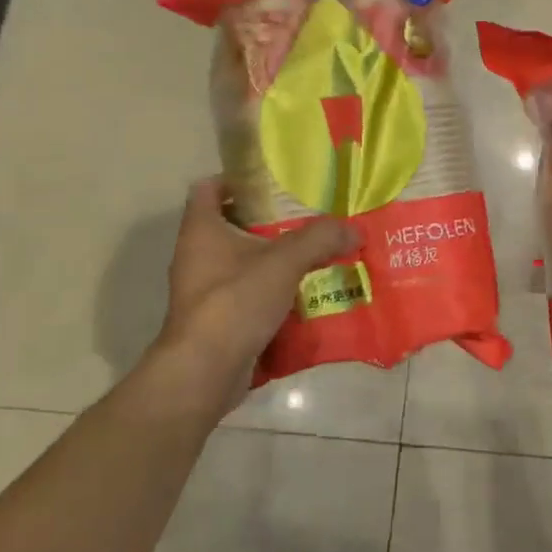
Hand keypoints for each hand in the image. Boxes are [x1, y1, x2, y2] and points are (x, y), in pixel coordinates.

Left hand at [138, 177, 359, 414]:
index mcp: (201, 230)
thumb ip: (320, 239)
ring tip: (317, 254)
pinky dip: (275, 292)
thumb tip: (354, 230)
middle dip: (271, 222)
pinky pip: (250, 295)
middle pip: (233, 225)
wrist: (205, 372)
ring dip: (276, 259)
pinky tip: (307, 293)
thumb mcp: (284, 262)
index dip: (237, 179)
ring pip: (244, 262)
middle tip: (310, 217)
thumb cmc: (234, 302)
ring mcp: (206, 290)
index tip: (274, 182)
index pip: (209, 188)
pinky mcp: (218, 320)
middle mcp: (197, 256)